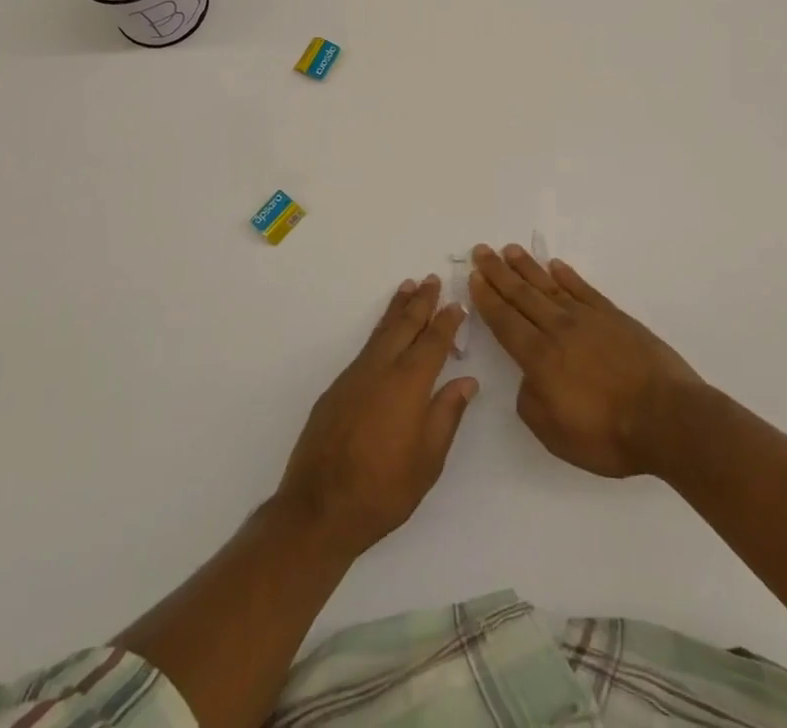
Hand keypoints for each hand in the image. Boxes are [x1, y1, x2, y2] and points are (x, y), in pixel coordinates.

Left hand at [276, 276, 476, 555]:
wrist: (319, 507)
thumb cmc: (383, 490)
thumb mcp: (428, 460)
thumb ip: (447, 414)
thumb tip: (466, 381)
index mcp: (409, 384)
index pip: (433, 342)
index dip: (447, 322)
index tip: (457, 304)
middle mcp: (381, 369)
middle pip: (404, 326)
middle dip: (421, 302)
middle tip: (431, 279)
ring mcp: (355, 376)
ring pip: (381, 332)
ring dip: (396, 309)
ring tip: (407, 288)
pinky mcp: (336, 388)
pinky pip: (365, 349)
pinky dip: (379, 332)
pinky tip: (383, 336)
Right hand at [469, 244, 702, 477]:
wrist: (668, 419)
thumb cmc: (609, 435)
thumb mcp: (556, 435)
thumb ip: (531, 404)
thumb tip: (528, 379)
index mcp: (540, 359)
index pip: (505, 322)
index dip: (487, 299)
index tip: (474, 277)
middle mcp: (559, 330)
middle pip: (522, 295)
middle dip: (498, 273)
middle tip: (481, 250)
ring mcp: (589, 319)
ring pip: (549, 286)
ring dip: (527, 267)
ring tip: (509, 250)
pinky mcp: (615, 317)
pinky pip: (584, 289)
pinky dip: (567, 275)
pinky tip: (555, 265)